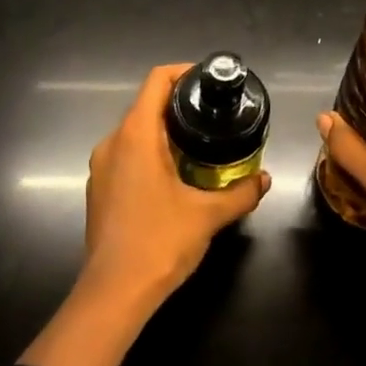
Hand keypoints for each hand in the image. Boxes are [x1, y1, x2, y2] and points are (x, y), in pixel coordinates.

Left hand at [83, 63, 271, 306]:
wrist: (114, 293)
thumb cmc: (160, 242)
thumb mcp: (208, 215)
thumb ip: (241, 193)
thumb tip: (265, 179)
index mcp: (135, 135)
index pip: (156, 81)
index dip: (183, 72)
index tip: (209, 80)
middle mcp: (112, 142)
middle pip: (146, 105)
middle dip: (179, 105)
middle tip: (214, 115)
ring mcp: (102, 167)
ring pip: (135, 133)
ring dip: (165, 132)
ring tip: (200, 144)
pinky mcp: (99, 189)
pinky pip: (126, 156)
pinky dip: (150, 153)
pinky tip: (175, 175)